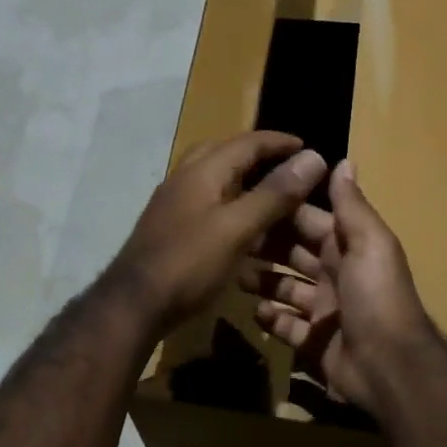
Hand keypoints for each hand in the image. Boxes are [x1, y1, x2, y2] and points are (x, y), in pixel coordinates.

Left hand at [109, 132, 328, 332]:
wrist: (134, 305)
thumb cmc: (189, 264)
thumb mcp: (237, 228)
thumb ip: (274, 194)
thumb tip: (313, 157)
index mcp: (202, 171)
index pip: (246, 142)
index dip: (279, 142)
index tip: (309, 147)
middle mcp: (184, 180)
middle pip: (224, 154)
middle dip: (257, 155)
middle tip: (287, 168)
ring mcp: (173, 205)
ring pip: (213, 180)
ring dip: (242, 180)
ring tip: (271, 196)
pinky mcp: (170, 229)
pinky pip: (206, 204)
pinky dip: (229, 205)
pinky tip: (242, 227)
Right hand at [240, 159, 446, 425]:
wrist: (389, 366)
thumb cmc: (376, 297)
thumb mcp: (369, 243)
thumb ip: (351, 205)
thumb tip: (344, 160)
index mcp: (347, 248)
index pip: (309, 221)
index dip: (283, 210)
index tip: (249, 196)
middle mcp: (334, 275)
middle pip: (293, 253)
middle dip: (265, 244)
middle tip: (231, 237)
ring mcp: (323, 311)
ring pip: (285, 288)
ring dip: (262, 280)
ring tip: (235, 274)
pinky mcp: (312, 342)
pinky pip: (285, 325)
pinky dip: (270, 318)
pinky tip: (257, 312)